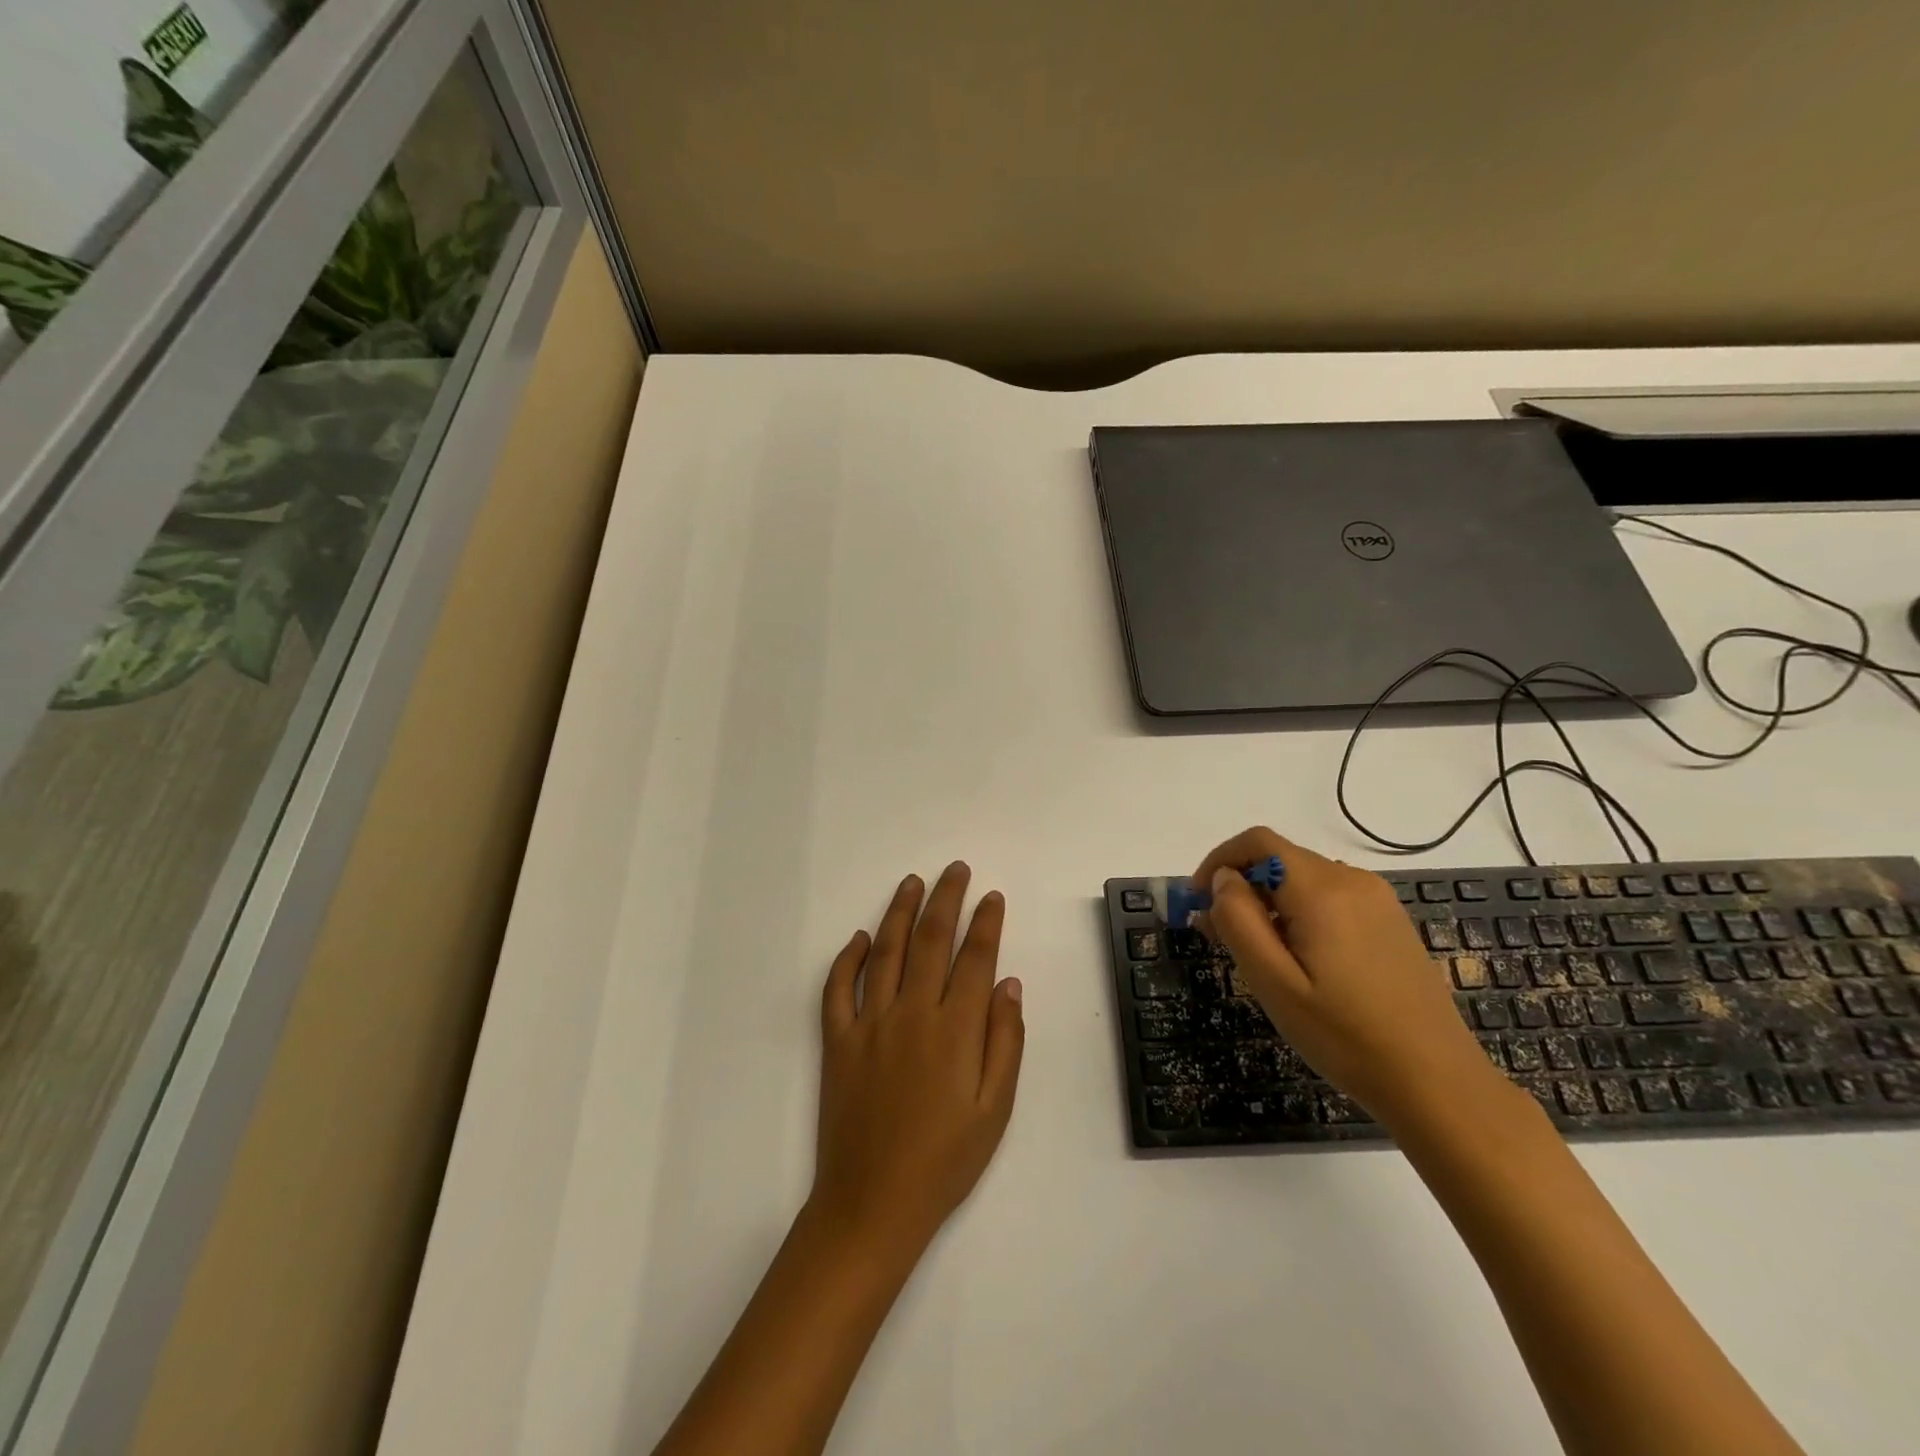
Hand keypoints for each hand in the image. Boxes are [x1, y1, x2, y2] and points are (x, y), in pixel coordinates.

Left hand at [808, 863, 1024, 1259]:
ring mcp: (869, 1023)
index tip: (992, 897)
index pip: (974, 958)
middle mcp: (911, 1013)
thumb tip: (1008, 983)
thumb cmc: (945, 1161)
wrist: (873, 1204)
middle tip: (956, 870)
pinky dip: (846, 958)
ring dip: (899, 912)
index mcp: (955, 1029)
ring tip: (912, 882)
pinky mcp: (837, 1041)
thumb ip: (1005, 1041)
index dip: (985, 923)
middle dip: (946, 899)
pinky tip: (858, 937)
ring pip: (885, 952)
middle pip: (930, 940)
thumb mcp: (995, 1110)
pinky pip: (837, 989)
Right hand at [1192, 827, 1511, 1127]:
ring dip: (1269, 900)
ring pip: (1303, 879)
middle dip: (1240, 886)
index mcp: (1321, 890)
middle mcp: (1351, 881)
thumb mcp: (1273, 983)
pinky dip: (1299, 911)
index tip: (1197, 899)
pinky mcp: (1390, 922)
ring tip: (1257, 953)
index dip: (1219, 860)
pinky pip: (1330, 897)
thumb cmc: (1344, 1036)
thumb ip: (1238, 920)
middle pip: (1280, 859)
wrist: (1437, 1082)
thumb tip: (1223, 879)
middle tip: (1219, 937)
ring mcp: (1377, 900)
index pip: (1258, 843)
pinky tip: (1299, 959)